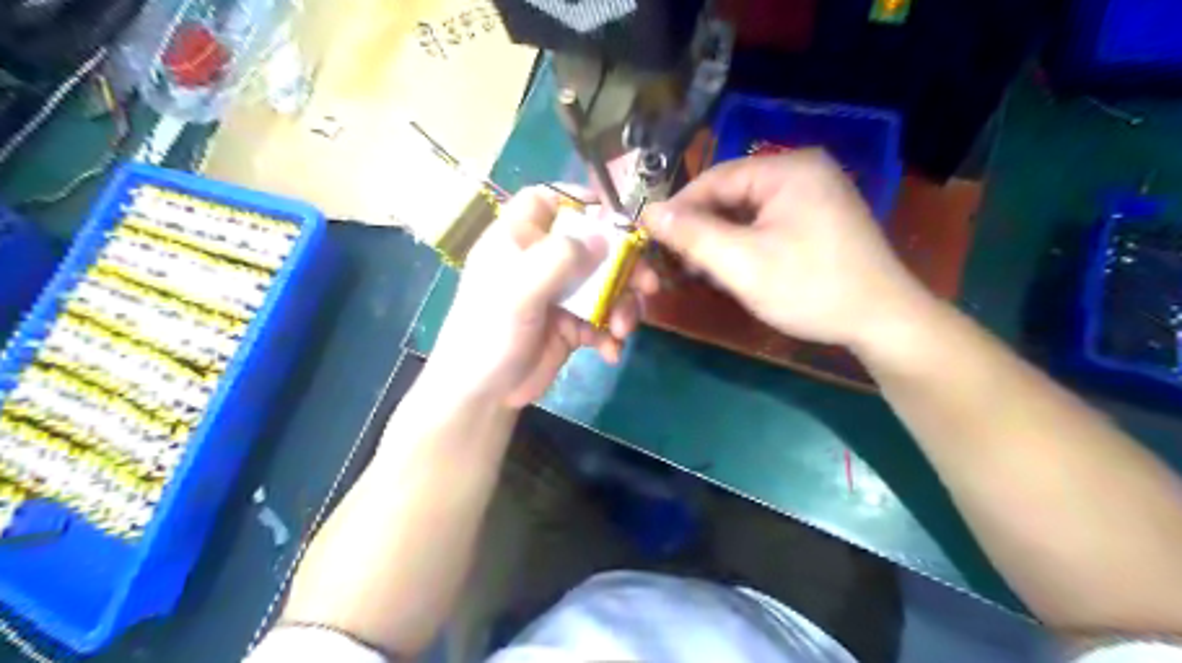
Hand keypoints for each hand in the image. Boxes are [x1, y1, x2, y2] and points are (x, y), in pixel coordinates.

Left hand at [431, 185, 661, 407]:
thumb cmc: (490, 332)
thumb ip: (559, 258)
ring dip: (623, 305)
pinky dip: (611, 334)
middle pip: (592, 244)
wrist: (485, 394)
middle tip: (647, 284)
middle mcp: (543, 261)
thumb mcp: (519, 290)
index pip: (547, 200)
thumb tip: (604, 237)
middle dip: (624, 265)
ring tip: (622, 330)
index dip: (579, 201)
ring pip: (606, 284)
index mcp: (520, 240)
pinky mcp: (573, 325)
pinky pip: (603, 319)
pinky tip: (610, 352)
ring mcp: (561, 294)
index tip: (613, 218)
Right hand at [645, 147, 933, 345]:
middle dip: (698, 231)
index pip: (714, 179)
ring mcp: (811, 196)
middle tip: (673, 265)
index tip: (650, 240)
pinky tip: (727, 270)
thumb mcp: (743, 263)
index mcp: (786, 169)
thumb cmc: (811, 288)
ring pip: (744, 213)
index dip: (678, 209)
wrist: (882, 321)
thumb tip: (648, 213)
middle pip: (729, 196)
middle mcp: (800, 172)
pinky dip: (741, 246)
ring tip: (696, 272)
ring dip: (717, 241)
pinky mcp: (816, 220)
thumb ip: (692, 235)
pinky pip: (764, 225)